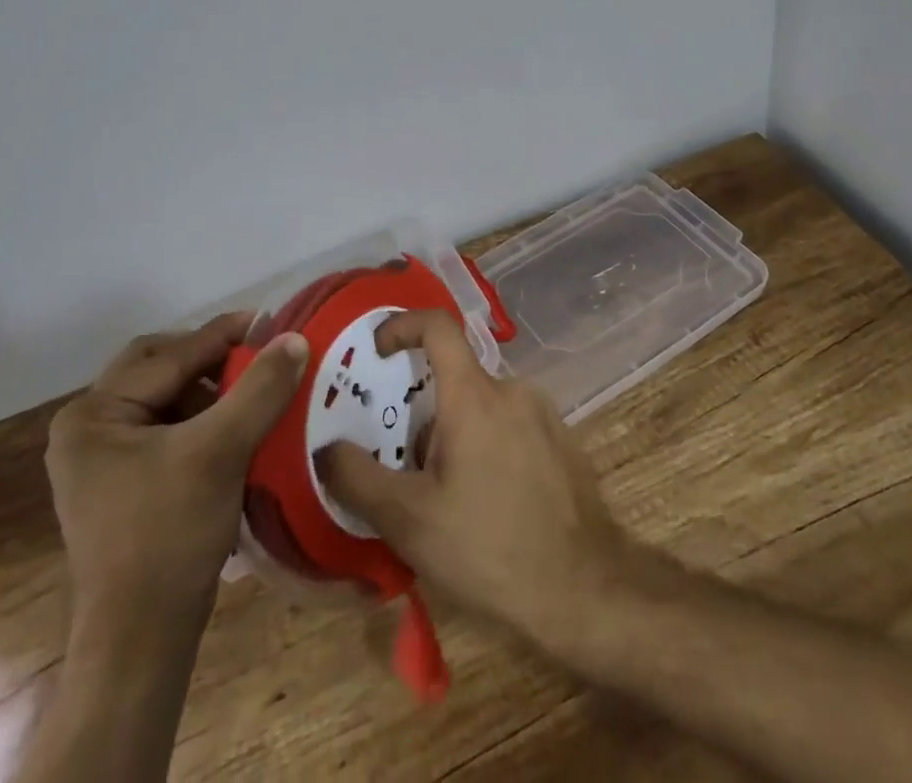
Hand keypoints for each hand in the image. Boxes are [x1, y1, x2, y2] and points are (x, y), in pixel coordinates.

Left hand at [46, 313, 308, 648]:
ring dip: (209, 390)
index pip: (170, 356)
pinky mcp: (121, 484)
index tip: (272, 321)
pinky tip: (236, 427)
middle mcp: (87, 428)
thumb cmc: (170, 535)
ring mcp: (101, 460)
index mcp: (94, 414)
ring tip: (253, 391)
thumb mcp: (221, 451)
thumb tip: (295, 337)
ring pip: (165, 398)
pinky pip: (166, 429)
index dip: (225, 336)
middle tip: (256, 354)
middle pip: (160, 369)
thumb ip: (260, 388)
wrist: (141, 640)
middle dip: (210, 360)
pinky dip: (202, 419)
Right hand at [315, 310, 627, 646]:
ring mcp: (542, 413)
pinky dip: (487, 445)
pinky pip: (510, 424)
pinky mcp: (561, 439)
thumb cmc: (489, 546)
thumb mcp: (409, 521)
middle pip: (455, 377)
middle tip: (407, 466)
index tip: (377, 352)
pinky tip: (487, 504)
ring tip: (446, 497)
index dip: (402, 325)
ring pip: (482, 405)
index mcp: (474, 394)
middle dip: (424, 414)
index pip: (437, 325)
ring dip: (455, 435)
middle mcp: (512, 389)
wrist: (585, 587)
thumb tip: (327, 449)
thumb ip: (358, 479)